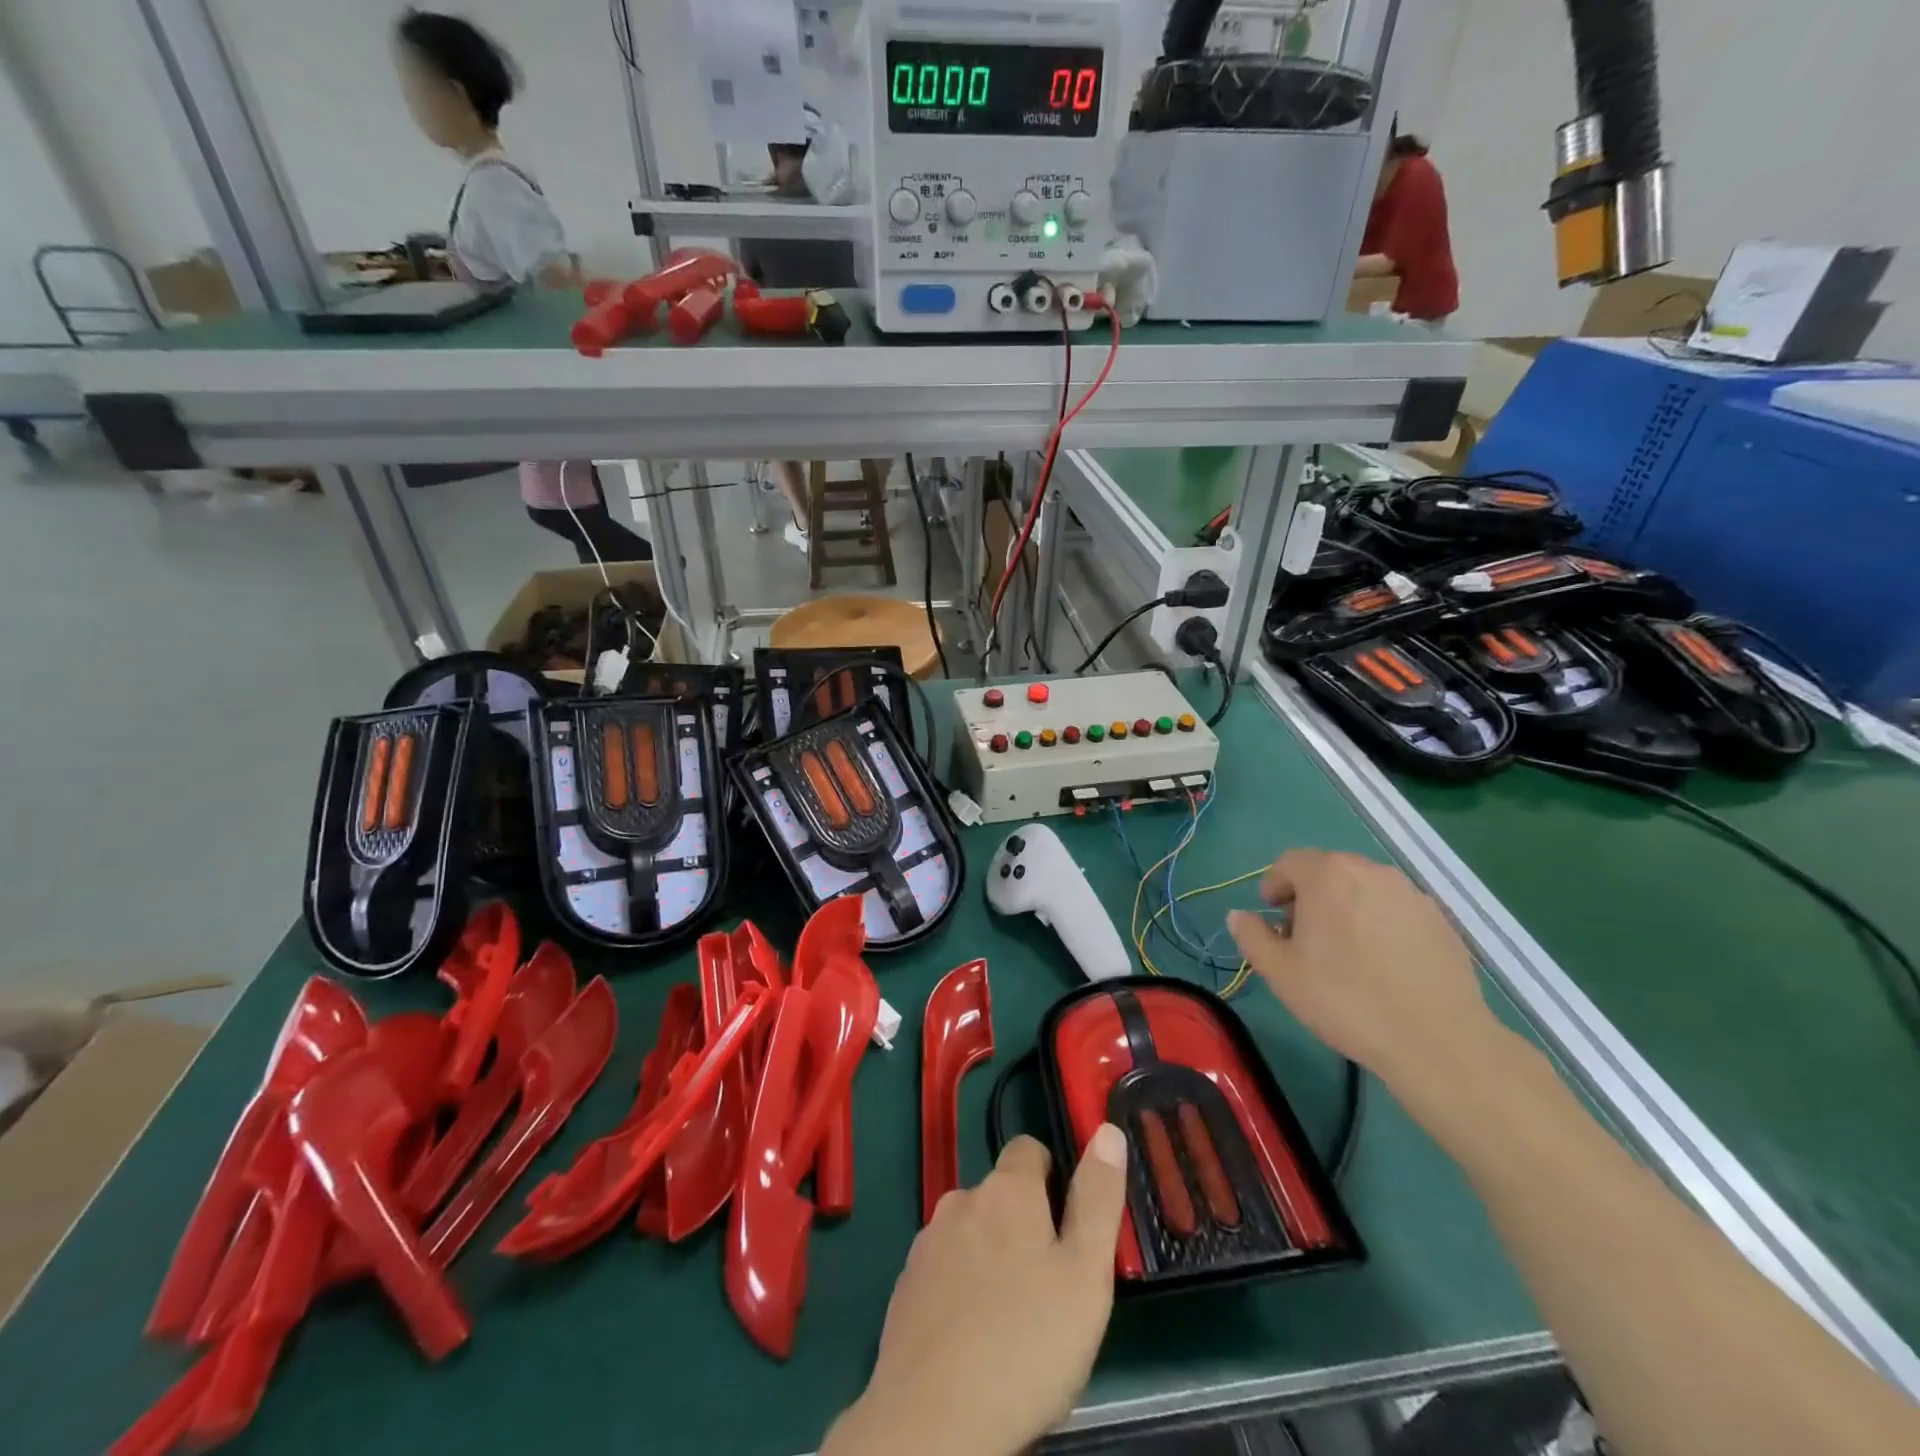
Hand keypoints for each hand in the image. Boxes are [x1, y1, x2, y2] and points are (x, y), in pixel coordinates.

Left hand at [823, 1128, 1128, 1455]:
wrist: (932, 1421)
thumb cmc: (1025, 1345)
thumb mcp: (1085, 1276)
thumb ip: (1098, 1199)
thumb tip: (1107, 1131)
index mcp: (1006, 1191)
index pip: (1029, 1149)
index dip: (1054, 1177)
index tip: (1070, 1226)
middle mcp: (961, 1200)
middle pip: (1001, 1195)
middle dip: (1025, 1225)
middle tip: (1051, 1287)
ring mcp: (928, 1243)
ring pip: (972, 1232)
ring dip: (992, 1256)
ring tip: (1014, 1319)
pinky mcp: (906, 1285)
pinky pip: (944, 1269)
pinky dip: (961, 1288)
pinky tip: (974, 1338)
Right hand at [1227, 849, 1504, 1102]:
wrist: (1436, 1040)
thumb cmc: (1345, 999)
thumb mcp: (1280, 972)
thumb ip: (1252, 936)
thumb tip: (1239, 916)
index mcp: (1328, 876)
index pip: (1290, 861)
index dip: (1274, 885)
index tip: (1272, 917)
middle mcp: (1371, 871)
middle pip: (1328, 871)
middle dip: (1309, 896)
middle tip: (1304, 938)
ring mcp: (1411, 894)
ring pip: (1364, 889)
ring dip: (1345, 908)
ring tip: (1345, 953)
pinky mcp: (1440, 920)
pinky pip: (1395, 910)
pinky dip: (1380, 924)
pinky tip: (1382, 965)